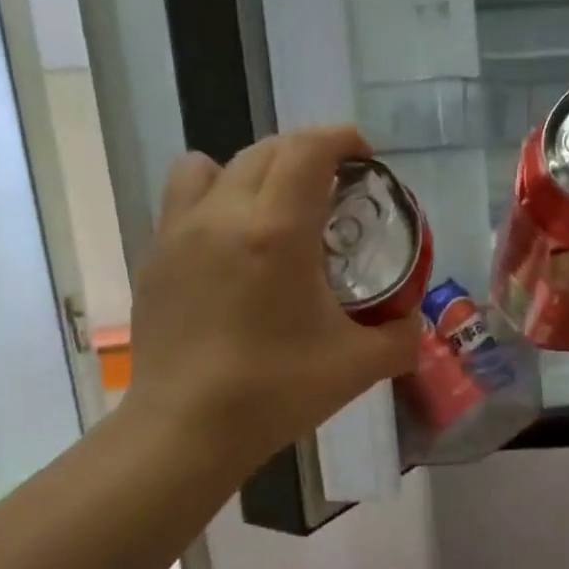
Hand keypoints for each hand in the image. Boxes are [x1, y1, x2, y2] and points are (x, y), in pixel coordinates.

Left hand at [121, 127, 417, 474]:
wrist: (186, 430)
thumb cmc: (276, 392)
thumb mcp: (358, 366)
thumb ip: (400, 336)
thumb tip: (413, 321)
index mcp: (277, 231)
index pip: (309, 148)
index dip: (342, 138)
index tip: (365, 157)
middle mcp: (224, 214)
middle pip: (266, 150)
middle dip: (306, 155)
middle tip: (333, 190)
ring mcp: (180, 232)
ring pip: (214, 165)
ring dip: (252, 171)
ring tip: (272, 209)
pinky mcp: (155, 257)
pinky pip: (184, 200)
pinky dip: (214, 200)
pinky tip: (231, 248)